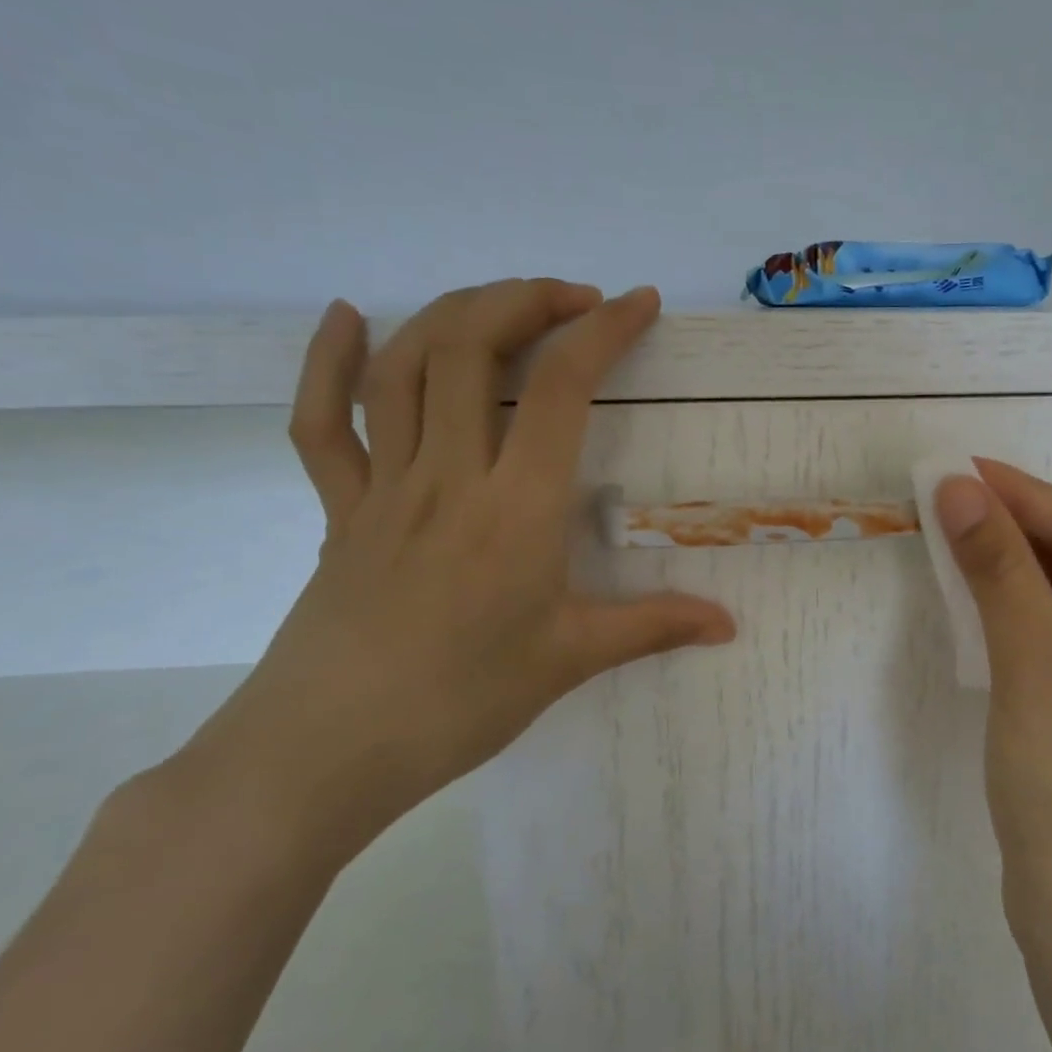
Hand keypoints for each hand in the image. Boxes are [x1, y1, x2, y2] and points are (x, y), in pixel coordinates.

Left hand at [185, 280, 735, 859]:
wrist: (325, 753)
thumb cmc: (460, 703)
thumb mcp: (571, 660)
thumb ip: (655, 627)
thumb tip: (729, 624)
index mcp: (516, 508)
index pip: (562, 389)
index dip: (603, 331)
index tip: (639, 303)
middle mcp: (449, 476)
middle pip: (472, 348)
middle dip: (527, 300)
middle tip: (575, 298)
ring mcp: (384, 487)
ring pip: (403, 368)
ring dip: (453, 314)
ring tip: (504, 302)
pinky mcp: (338, 509)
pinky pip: (322, 422)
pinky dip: (328, 361)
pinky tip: (348, 317)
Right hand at [932, 460, 1051, 984]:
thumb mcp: (1033, 661)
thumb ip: (998, 567)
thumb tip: (957, 488)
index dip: (1026, 495)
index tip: (960, 468)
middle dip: (1019, 529)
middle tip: (951, 499)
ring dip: (1015, 570)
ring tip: (956, 537)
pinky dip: (1020, 615)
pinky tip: (980, 600)